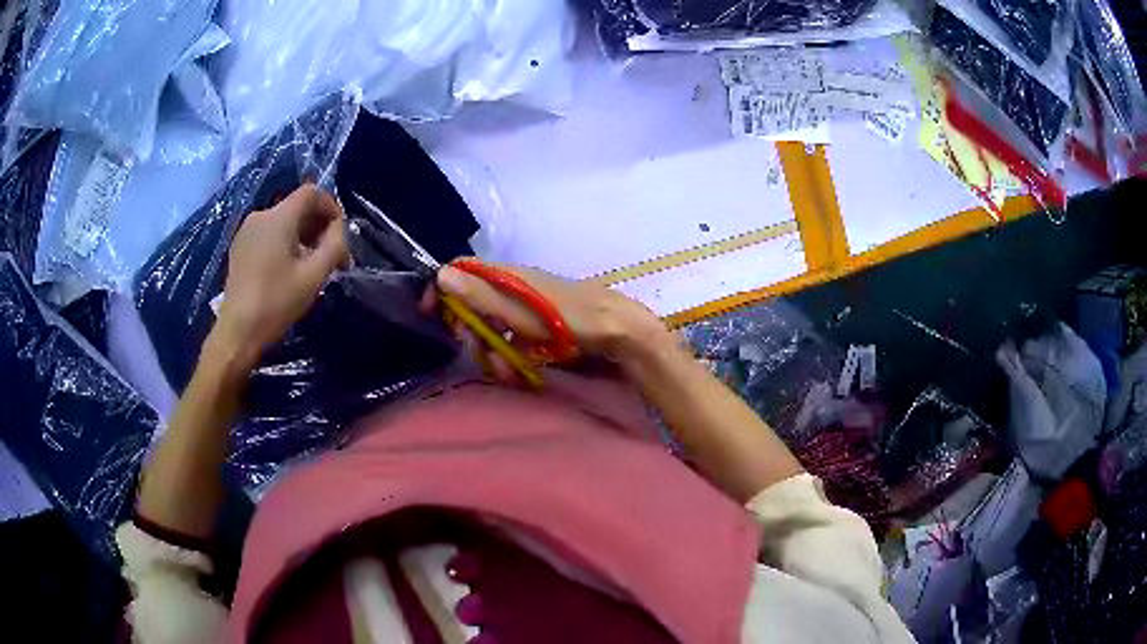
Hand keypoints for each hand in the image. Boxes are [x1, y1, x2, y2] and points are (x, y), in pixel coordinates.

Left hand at [214, 185, 347, 367]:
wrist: (238, 331)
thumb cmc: (277, 302)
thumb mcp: (314, 275)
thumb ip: (334, 245)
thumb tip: (340, 229)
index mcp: (279, 217)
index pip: (311, 193)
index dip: (331, 207)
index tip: (340, 235)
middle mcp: (261, 215)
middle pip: (297, 207)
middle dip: (318, 226)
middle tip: (332, 256)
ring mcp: (247, 231)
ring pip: (283, 222)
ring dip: (303, 236)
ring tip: (312, 266)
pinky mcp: (240, 247)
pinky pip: (269, 234)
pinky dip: (285, 244)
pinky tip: (289, 270)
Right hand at [429, 259, 674, 379]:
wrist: (615, 330)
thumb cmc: (566, 318)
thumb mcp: (518, 310)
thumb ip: (480, 294)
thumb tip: (440, 274)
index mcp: (505, 275)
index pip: (462, 272)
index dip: (444, 290)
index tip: (432, 314)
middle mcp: (512, 287)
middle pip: (474, 305)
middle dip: (470, 332)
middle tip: (478, 352)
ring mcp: (526, 307)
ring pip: (492, 326)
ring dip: (492, 350)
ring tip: (506, 370)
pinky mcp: (538, 326)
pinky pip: (512, 338)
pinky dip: (510, 354)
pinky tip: (518, 370)